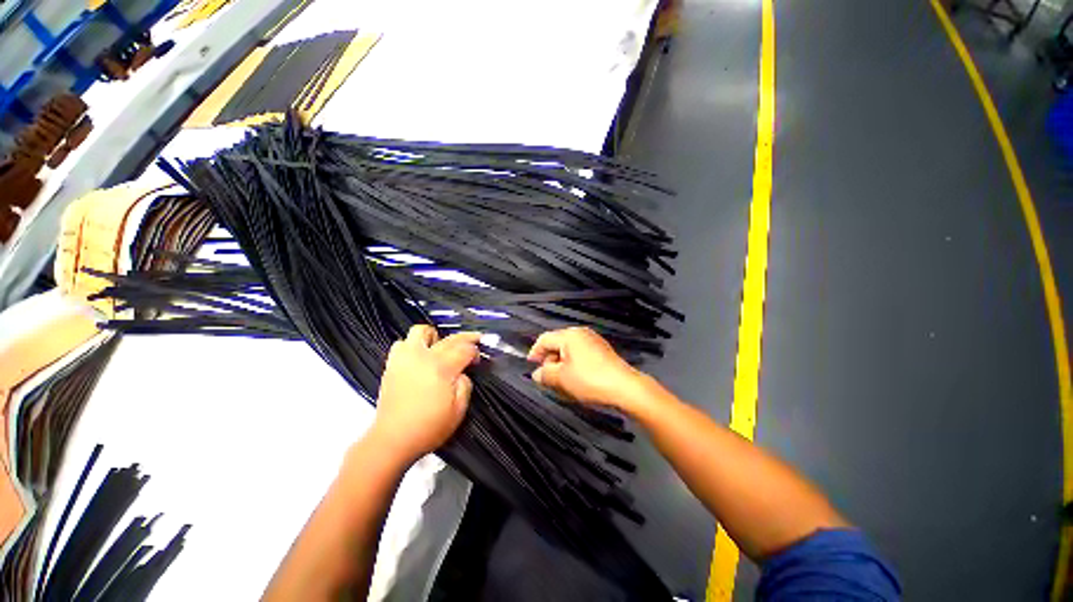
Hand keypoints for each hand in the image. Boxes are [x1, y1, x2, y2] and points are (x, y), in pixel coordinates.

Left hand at [370, 326, 479, 463]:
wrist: (393, 439)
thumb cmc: (428, 428)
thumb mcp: (458, 411)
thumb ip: (465, 385)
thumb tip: (462, 373)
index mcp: (442, 369)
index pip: (465, 348)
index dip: (475, 352)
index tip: (476, 360)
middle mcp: (424, 358)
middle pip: (450, 338)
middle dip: (466, 338)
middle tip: (473, 343)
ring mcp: (406, 359)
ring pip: (421, 331)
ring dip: (435, 336)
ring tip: (440, 347)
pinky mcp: (392, 365)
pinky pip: (402, 343)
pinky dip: (412, 345)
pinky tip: (419, 357)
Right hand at [527, 327, 645, 409]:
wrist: (624, 388)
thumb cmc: (591, 380)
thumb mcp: (561, 378)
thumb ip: (545, 374)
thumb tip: (537, 374)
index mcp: (570, 335)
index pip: (544, 339)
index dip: (535, 352)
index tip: (530, 365)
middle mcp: (581, 334)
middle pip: (557, 344)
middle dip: (549, 361)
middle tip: (546, 378)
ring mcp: (593, 341)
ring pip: (569, 351)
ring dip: (561, 365)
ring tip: (561, 382)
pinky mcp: (601, 351)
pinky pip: (580, 355)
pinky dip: (573, 365)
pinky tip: (576, 380)